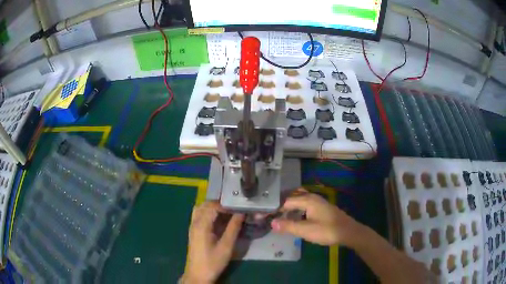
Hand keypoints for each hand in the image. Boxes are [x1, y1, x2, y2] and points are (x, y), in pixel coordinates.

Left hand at [182, 201, 244, 283]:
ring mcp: (192, 226)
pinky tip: (218, 220)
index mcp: (201, 225)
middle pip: (206, 205)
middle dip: (220, 204)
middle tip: (235, 209)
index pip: (213, 206)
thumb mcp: (226, 246)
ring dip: (214, 208)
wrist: (198, 274)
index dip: (226, 205)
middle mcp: (195, 222)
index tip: (238, 208)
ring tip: (228, 213)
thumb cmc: (213, 262)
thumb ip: (233, 228)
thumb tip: (241, 213)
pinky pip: (199, 215)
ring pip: (201, 208)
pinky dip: (209, 213)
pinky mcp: (193, 231)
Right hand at [271, 188, 361, 246]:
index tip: (262, 214)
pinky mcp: (321, 207)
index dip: (273, 208)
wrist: (348, 232)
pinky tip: (294, 217)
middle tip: (269, 212)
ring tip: (279, 214)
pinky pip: (304, 203)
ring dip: (288, 205)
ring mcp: (318, 201)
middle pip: (292, 196)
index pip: (285, 201)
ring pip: (299, 199)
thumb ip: (288, 226)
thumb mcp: (306, 230)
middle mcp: (312, 197)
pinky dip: (296, 208)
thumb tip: (271, 223)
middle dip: (280, 203)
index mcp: (307, 200)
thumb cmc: (327, 230)